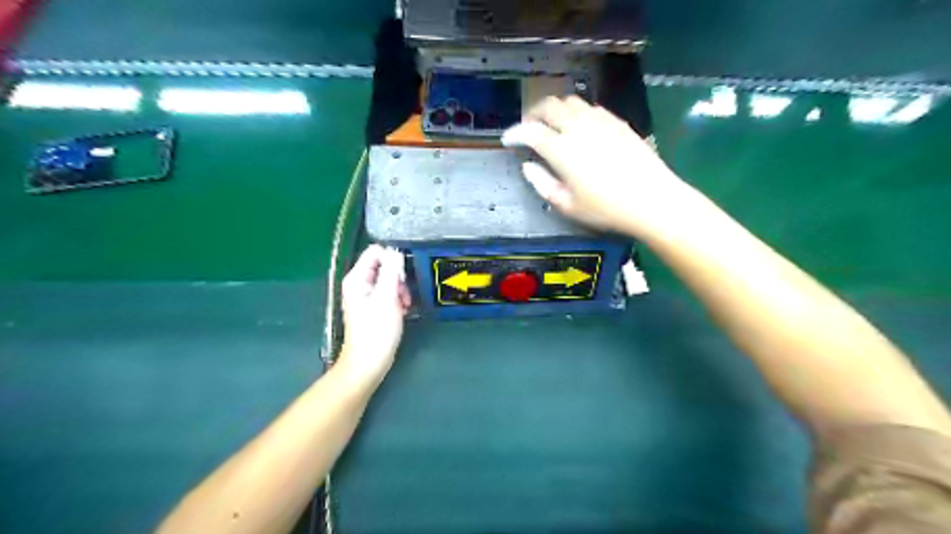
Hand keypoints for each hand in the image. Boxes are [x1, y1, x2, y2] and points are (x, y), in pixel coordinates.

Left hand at [338, 244, 408, 386]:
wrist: (369, 362)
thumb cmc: (376, 331)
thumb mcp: (387, 298)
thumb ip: (391, 271)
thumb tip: (396, 251)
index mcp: (356, 278)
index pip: (375, 251)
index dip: (392, 259)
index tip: (402, 276)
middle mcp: (359, 283)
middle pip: (383, 264)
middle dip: (398, 276)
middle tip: (403, 294)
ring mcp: (365, 295)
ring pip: (388, 279)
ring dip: (400, 289)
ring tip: (404, 305)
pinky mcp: (373, 306)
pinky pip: (389, 292)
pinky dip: (398, 298)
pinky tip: (402, 310)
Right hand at [501, 93, 695, 237]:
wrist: (652, 199)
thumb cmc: (606, 209)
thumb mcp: (567, 205)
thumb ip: (542, 184)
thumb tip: (528, 166)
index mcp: (562, 150)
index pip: (530, 131)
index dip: (515, 133)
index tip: (508, 139)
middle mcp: (578, 128)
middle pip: (549, 106)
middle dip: (533, 113)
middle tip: (528, 127)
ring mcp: (600, 121)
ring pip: (570, 101)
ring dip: (555, 109)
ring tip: (551, 123)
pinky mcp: (617, 122)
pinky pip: (590, 107)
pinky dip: (576, 112)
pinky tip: (578, 126)